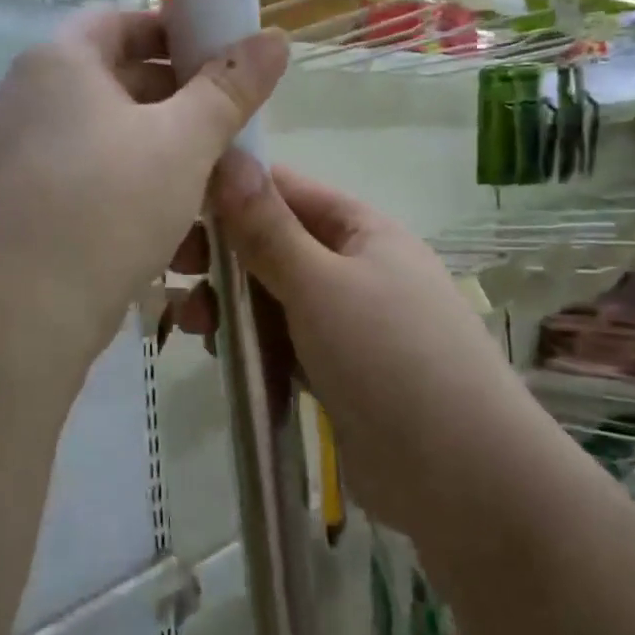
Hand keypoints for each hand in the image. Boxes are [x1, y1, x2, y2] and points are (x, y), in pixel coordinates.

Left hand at [0, 11, 288, 406]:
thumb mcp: (184, 141)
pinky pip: (95, 178)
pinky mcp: (30, 205)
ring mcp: (26, 154)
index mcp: (60, 61)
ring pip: (113, 137)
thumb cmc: (108, 204)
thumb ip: (230, 87)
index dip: (178, 32)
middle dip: (182, 102)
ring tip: (216, 182)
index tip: (225, 61)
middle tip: (232, 127)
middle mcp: (33, 98)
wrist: (22, 314)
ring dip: (167, 153)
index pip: (123, 22)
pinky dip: (137, 188)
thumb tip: (275, 36)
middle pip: (120, 79)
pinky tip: (178, 226)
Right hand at [172, 156, 520, 531]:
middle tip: (172, 271)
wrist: (462, 479)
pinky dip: (252, 340)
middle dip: (222, 255)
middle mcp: (355, 266)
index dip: (229, 192)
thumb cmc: (390, 359)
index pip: (284, 189)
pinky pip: (284, 339)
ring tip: (191, 324)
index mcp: (361, 229)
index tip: (172, 208)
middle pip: (274, 243)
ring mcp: (348, 321)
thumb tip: (229, 155)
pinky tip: (220, 353)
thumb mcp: (320, 284)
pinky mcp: (337, 370)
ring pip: (273, 295)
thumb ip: (266, 227)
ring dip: (230, 301)